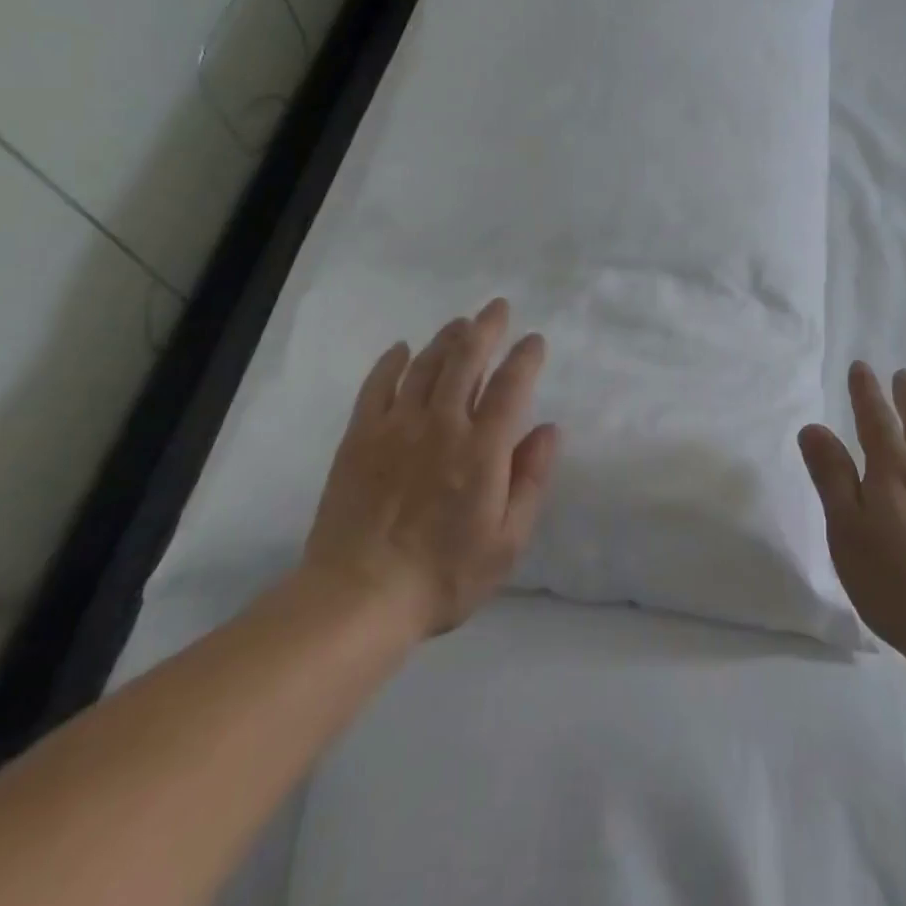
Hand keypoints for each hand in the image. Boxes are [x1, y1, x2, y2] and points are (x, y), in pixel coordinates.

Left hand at [302, 297, 559, 638]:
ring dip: (446, 338)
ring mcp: (396, 426)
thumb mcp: (507, 541)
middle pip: (466, 359)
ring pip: (425, 365)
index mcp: (482, 449)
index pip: (510, 385)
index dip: (525, 356)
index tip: (534, 340)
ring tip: (461, 323)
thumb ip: (530, 480)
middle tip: (497, 307)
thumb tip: (549, 429)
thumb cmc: (443, 575)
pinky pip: (376, 386)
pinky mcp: (359, 437)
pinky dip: (391, 362)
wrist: (357, 598)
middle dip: (486, 328)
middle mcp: (441, 425)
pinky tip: (401, 349)